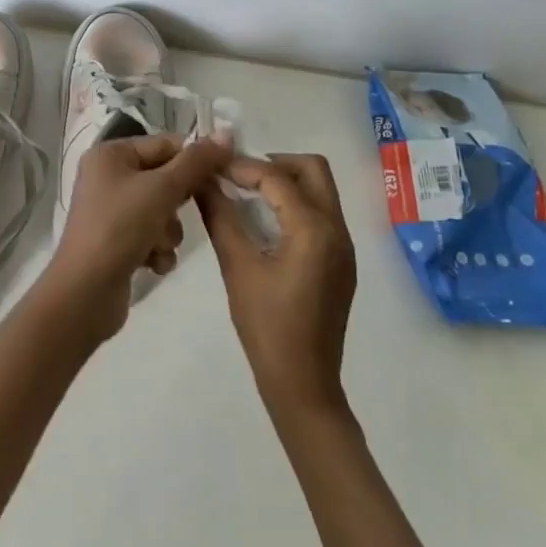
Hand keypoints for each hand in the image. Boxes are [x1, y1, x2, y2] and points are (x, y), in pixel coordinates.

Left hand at [46, 135, 230, 343]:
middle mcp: (108, 177)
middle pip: (165, 179)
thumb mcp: (162, 189)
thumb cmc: (121, 227)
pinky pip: (151, 235)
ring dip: (168, 231)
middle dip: (178, 203)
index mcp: (111, 154)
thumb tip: (226, 132)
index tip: (221, 177)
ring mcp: (111, 211)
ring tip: (156, 245)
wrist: (86, 291)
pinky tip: (151, 263)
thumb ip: (197, 162)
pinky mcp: (116, 241)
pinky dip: (157, 249)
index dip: (194, 161)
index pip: (165, 144)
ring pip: (162, 211)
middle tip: (178, 214)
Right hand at [196, 153, 356, 417]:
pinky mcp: (341, 262)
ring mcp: (344, 246)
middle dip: (273, 163)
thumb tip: (202, 180)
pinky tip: (264, 223)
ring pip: (319, 191)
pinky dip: (293, 205)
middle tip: (237, 177)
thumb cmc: (267, 326)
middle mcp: (337, 229)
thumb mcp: (237, 267)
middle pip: (312, 170)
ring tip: (245, 195)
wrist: (303, 383)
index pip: (277, 177)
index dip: (241, 166)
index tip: (211, 166)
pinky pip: (320, 214)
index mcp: (314, 229)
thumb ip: (220, 217)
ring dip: (284, 183)